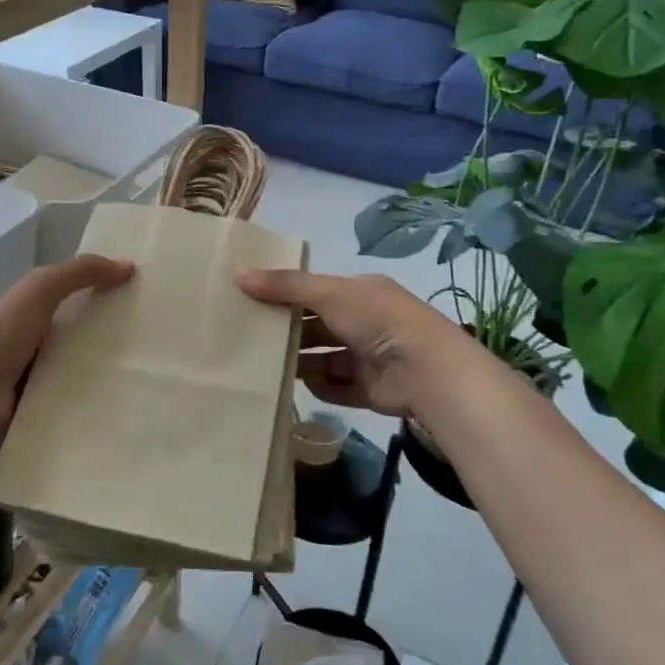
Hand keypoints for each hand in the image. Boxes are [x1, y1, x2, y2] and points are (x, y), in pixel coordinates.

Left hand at [0, 254, 134, 438]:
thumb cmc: (6, 331)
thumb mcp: (42, 287)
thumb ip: (80, 272)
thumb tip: (129, 266)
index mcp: (37, 312)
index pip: (78, 301)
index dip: (107, 298)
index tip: (145, 304)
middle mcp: (39, 344)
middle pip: (84, 340)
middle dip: (113, 342)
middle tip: (155, 347)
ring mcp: (39, 380)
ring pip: (82, 375)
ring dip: (107, 378)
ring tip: (146, 380)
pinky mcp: (42, 410)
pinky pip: (74, 407)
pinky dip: (93, 408)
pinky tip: (124, 409)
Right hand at [237, 268, 465, 418]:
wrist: (426, 370)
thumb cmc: (376, 319)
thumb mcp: (328, 293)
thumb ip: (284, 286)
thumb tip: (238, 274)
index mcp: (360, 292)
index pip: (317, 290)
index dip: (287, 294)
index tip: (253, 300)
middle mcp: (366, 322)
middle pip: (317, 326)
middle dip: (290, 331)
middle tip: (251, 336)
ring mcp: (369, 357)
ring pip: (324, 358)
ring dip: (300, 361)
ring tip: (264, 364)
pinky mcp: (370, 390)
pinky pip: (336, 387)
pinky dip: (320, 387)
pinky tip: (298, 386)